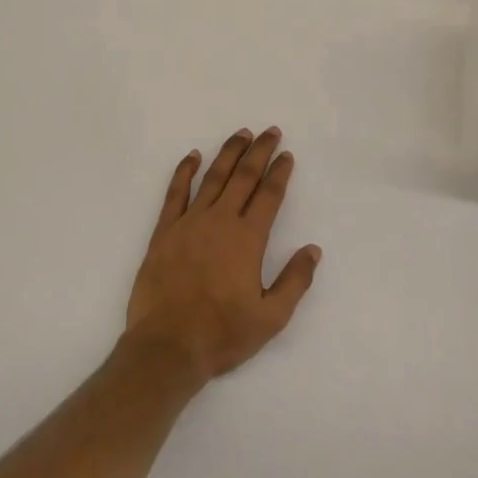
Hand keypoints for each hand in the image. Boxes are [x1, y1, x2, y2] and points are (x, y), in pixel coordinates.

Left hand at [122, 128, 321, 385]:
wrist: (167, 346)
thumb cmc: (222, 334)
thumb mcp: (271, 317)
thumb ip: (295, 281)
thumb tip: (313, 249)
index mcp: (248, 239)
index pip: (269, 195)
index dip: (280, 173)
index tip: (287, 155)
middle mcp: (220, 221)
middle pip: (243, 177)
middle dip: (259, 151)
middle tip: (270, 132)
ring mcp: (189, 223)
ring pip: (213, 177)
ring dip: (229, 153)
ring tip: (241, 134)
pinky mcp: (164, 231)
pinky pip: (175, 193)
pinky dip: (184, 171)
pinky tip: (192, 156)